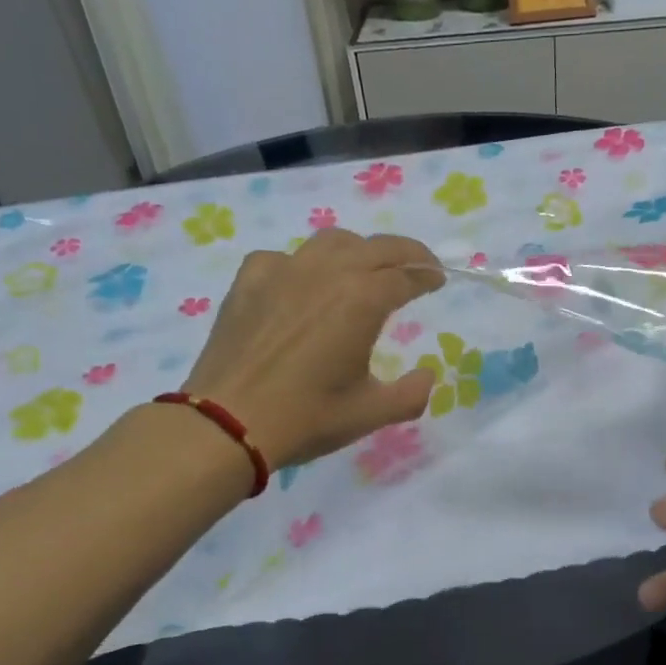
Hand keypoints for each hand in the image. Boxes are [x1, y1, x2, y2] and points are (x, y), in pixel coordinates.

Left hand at [178, 229, 444, 467]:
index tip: (438, 280)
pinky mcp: (249, 280)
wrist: (227, 422)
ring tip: (365, 269)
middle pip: (376, 247)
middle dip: (405, 253)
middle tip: (417, 266)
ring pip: (331, 242)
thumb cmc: (306, 418)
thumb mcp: (370, 414)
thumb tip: (427, 375)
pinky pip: (286, 257)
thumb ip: (410, 394)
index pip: (406, 275)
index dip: (427, 276)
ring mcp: (283, 270)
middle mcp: (326, 272)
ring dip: (359, 250)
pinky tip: (303, 286)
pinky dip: (306, 265)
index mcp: (362, 300)